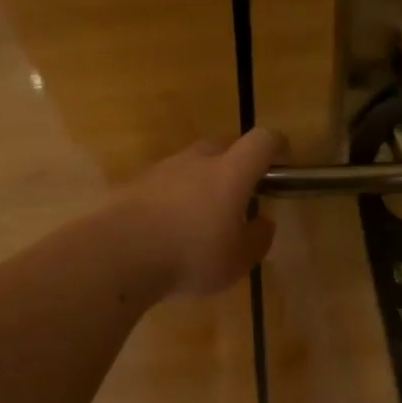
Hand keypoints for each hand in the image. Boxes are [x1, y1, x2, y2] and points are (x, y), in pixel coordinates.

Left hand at [115, 129, 283, 297]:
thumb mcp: (237, 261)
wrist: (117, 254)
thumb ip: (257, 239)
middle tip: (240, 194)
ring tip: (201, 216)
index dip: (277, 146)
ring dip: (202, 180)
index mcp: (230, 173)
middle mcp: (197, 161)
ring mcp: (162, 169)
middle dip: (237, 163)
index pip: (262, 141)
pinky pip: (164, 182)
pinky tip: (168, 227)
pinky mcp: (134, 184)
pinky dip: (173, 196)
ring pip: (191, 164)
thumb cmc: (190, 256)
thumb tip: (264, 223)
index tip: (283, 161)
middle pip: (224, 146)